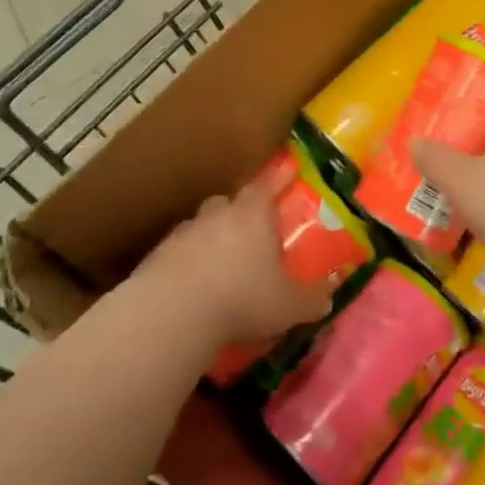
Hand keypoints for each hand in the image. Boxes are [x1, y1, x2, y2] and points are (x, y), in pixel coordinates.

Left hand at [138, 176, 332, 348]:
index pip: (266, 186)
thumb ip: (310, 299)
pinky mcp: (156, 258)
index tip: (287, 171)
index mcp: (252, 215)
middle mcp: (217, 215)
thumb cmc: (241, 298)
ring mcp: (182, 234)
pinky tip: (190, 286)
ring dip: (208, 239)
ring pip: (199, 226)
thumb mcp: (287, 306)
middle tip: (247, 230)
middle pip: (227, 202)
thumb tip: (329, 296)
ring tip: (217, 262)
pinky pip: (176, 253)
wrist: (172, 314)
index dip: (278, 179)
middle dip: (237, 212)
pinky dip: (184, 263)